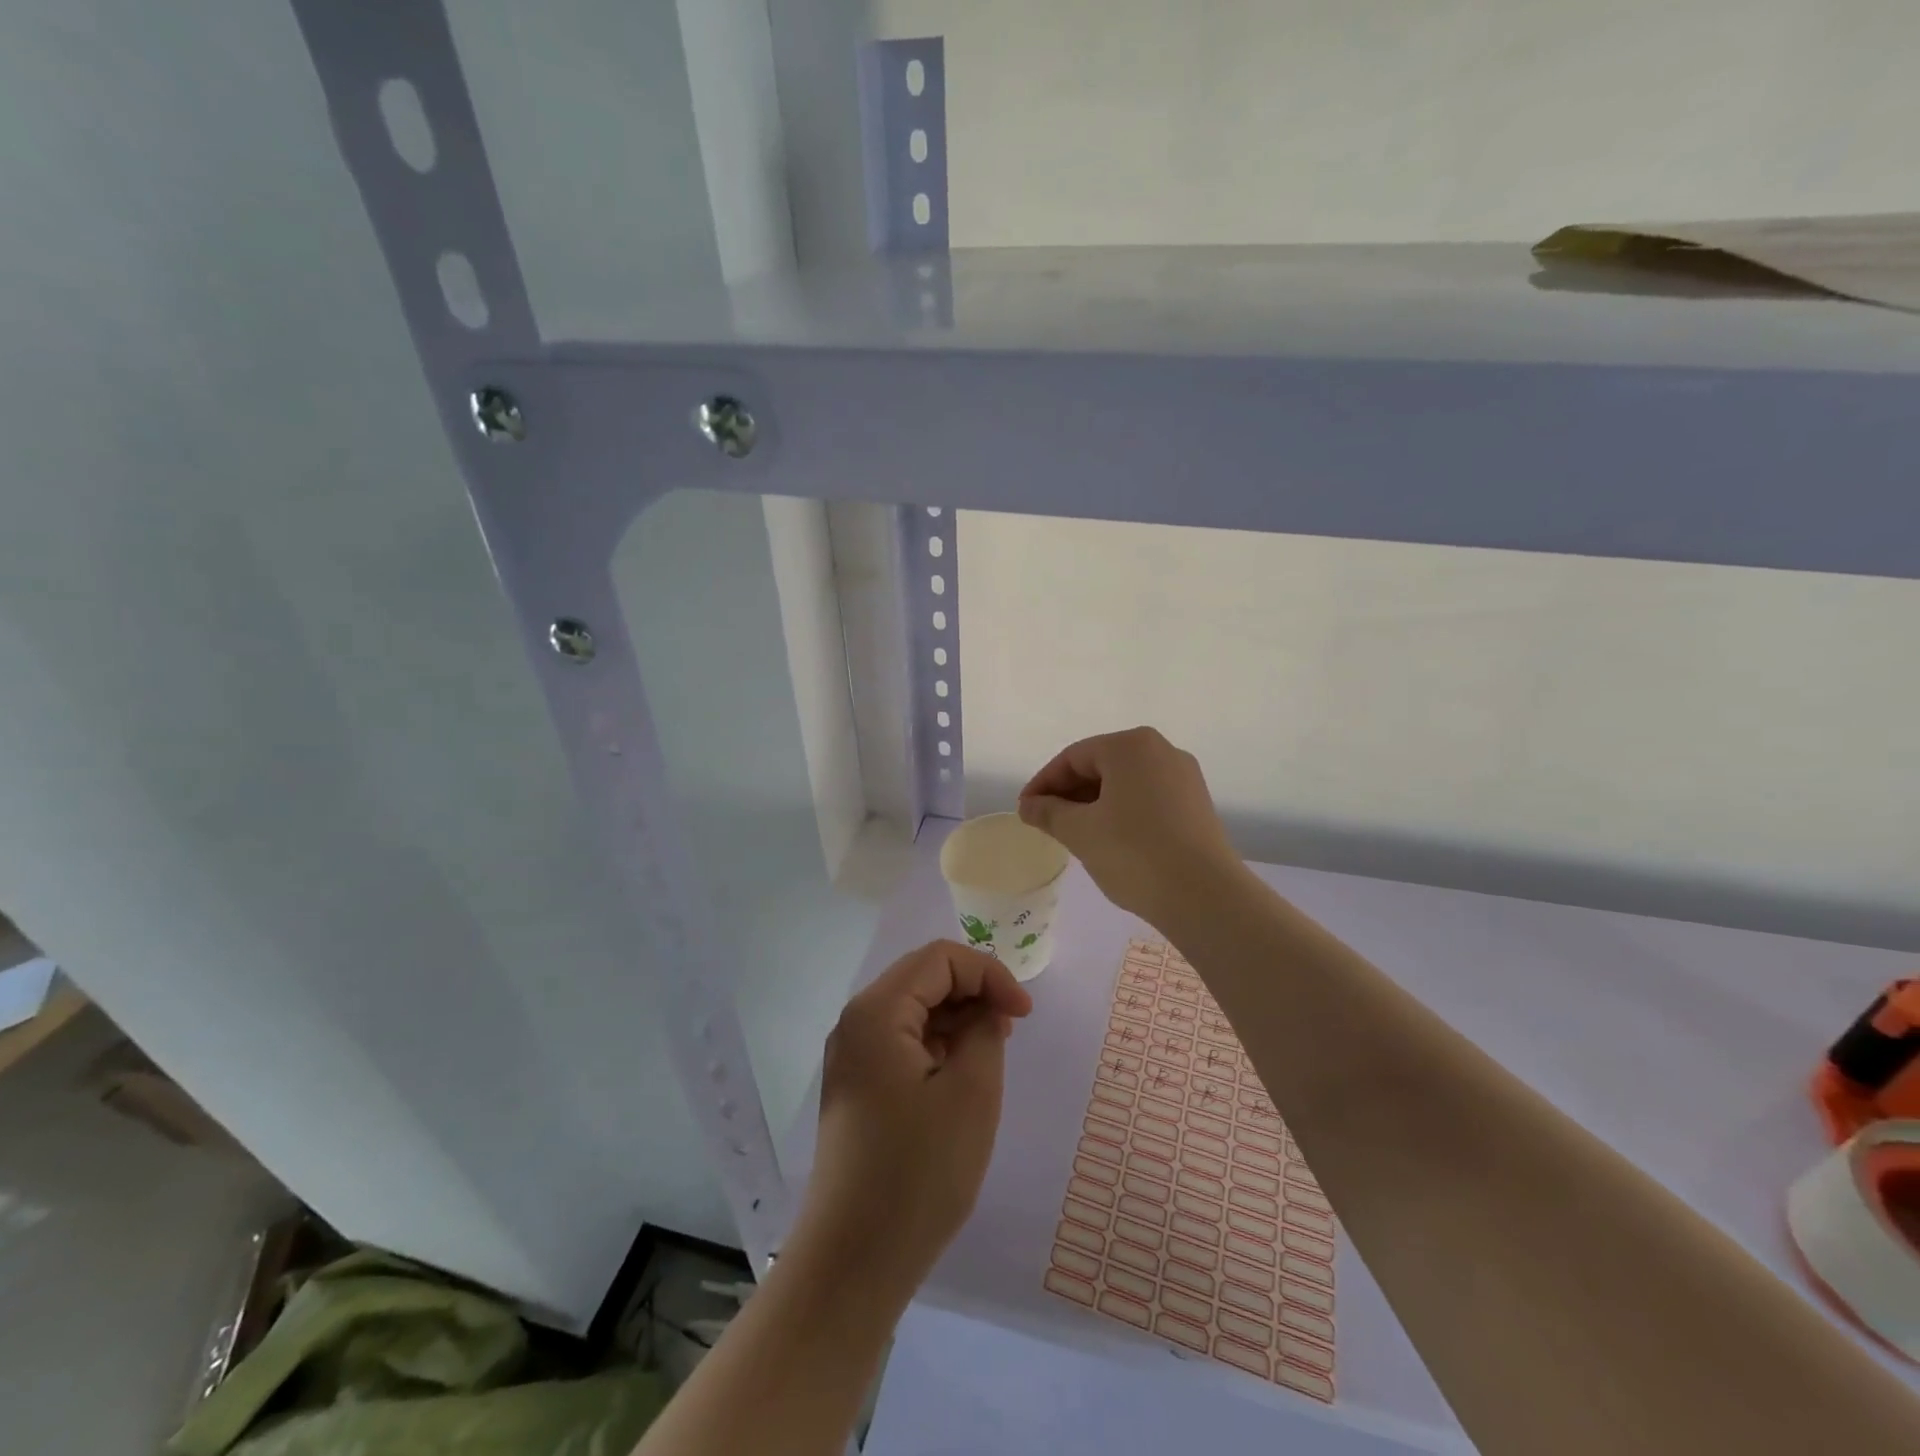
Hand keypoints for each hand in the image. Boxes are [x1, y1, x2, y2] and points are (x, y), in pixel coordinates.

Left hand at [796, 940, 1032, 1288]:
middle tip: (1011, 1028)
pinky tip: (961, 1074)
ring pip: (913, 1009)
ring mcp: (852, 1056)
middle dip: (973, 991)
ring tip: (992, 1050)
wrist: (854, 1261)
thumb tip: (985, 1010)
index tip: (1025, 1014)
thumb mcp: (971, 1094)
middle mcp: (856, 1022)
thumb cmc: (919, 1173)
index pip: (940, 959)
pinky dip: (937, 1044)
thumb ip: (985, 1031)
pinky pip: (902, 1042)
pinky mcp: (857, 1086)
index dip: (989, 974)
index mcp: (876, 1011)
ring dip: (957, 1017)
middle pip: (923, 977)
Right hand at [1018, 726, 1241, 924]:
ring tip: (1073, 833)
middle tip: (1046, 822)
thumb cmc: (1134, 853)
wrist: (1205, 896)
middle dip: (1069, 793)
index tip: (1025, 810)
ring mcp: (1183, 777)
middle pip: (1101, 765)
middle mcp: (1161, 751)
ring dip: (1094, 803)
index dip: (1043, 783)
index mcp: (1130, 746)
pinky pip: (1147, 798)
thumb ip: (1048, 812)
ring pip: (1124, 783)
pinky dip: (1121, 812)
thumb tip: (1028, 805)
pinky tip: (1109, 839)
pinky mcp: (1196, 804)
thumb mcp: (1080, 832)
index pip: (1073, 757)